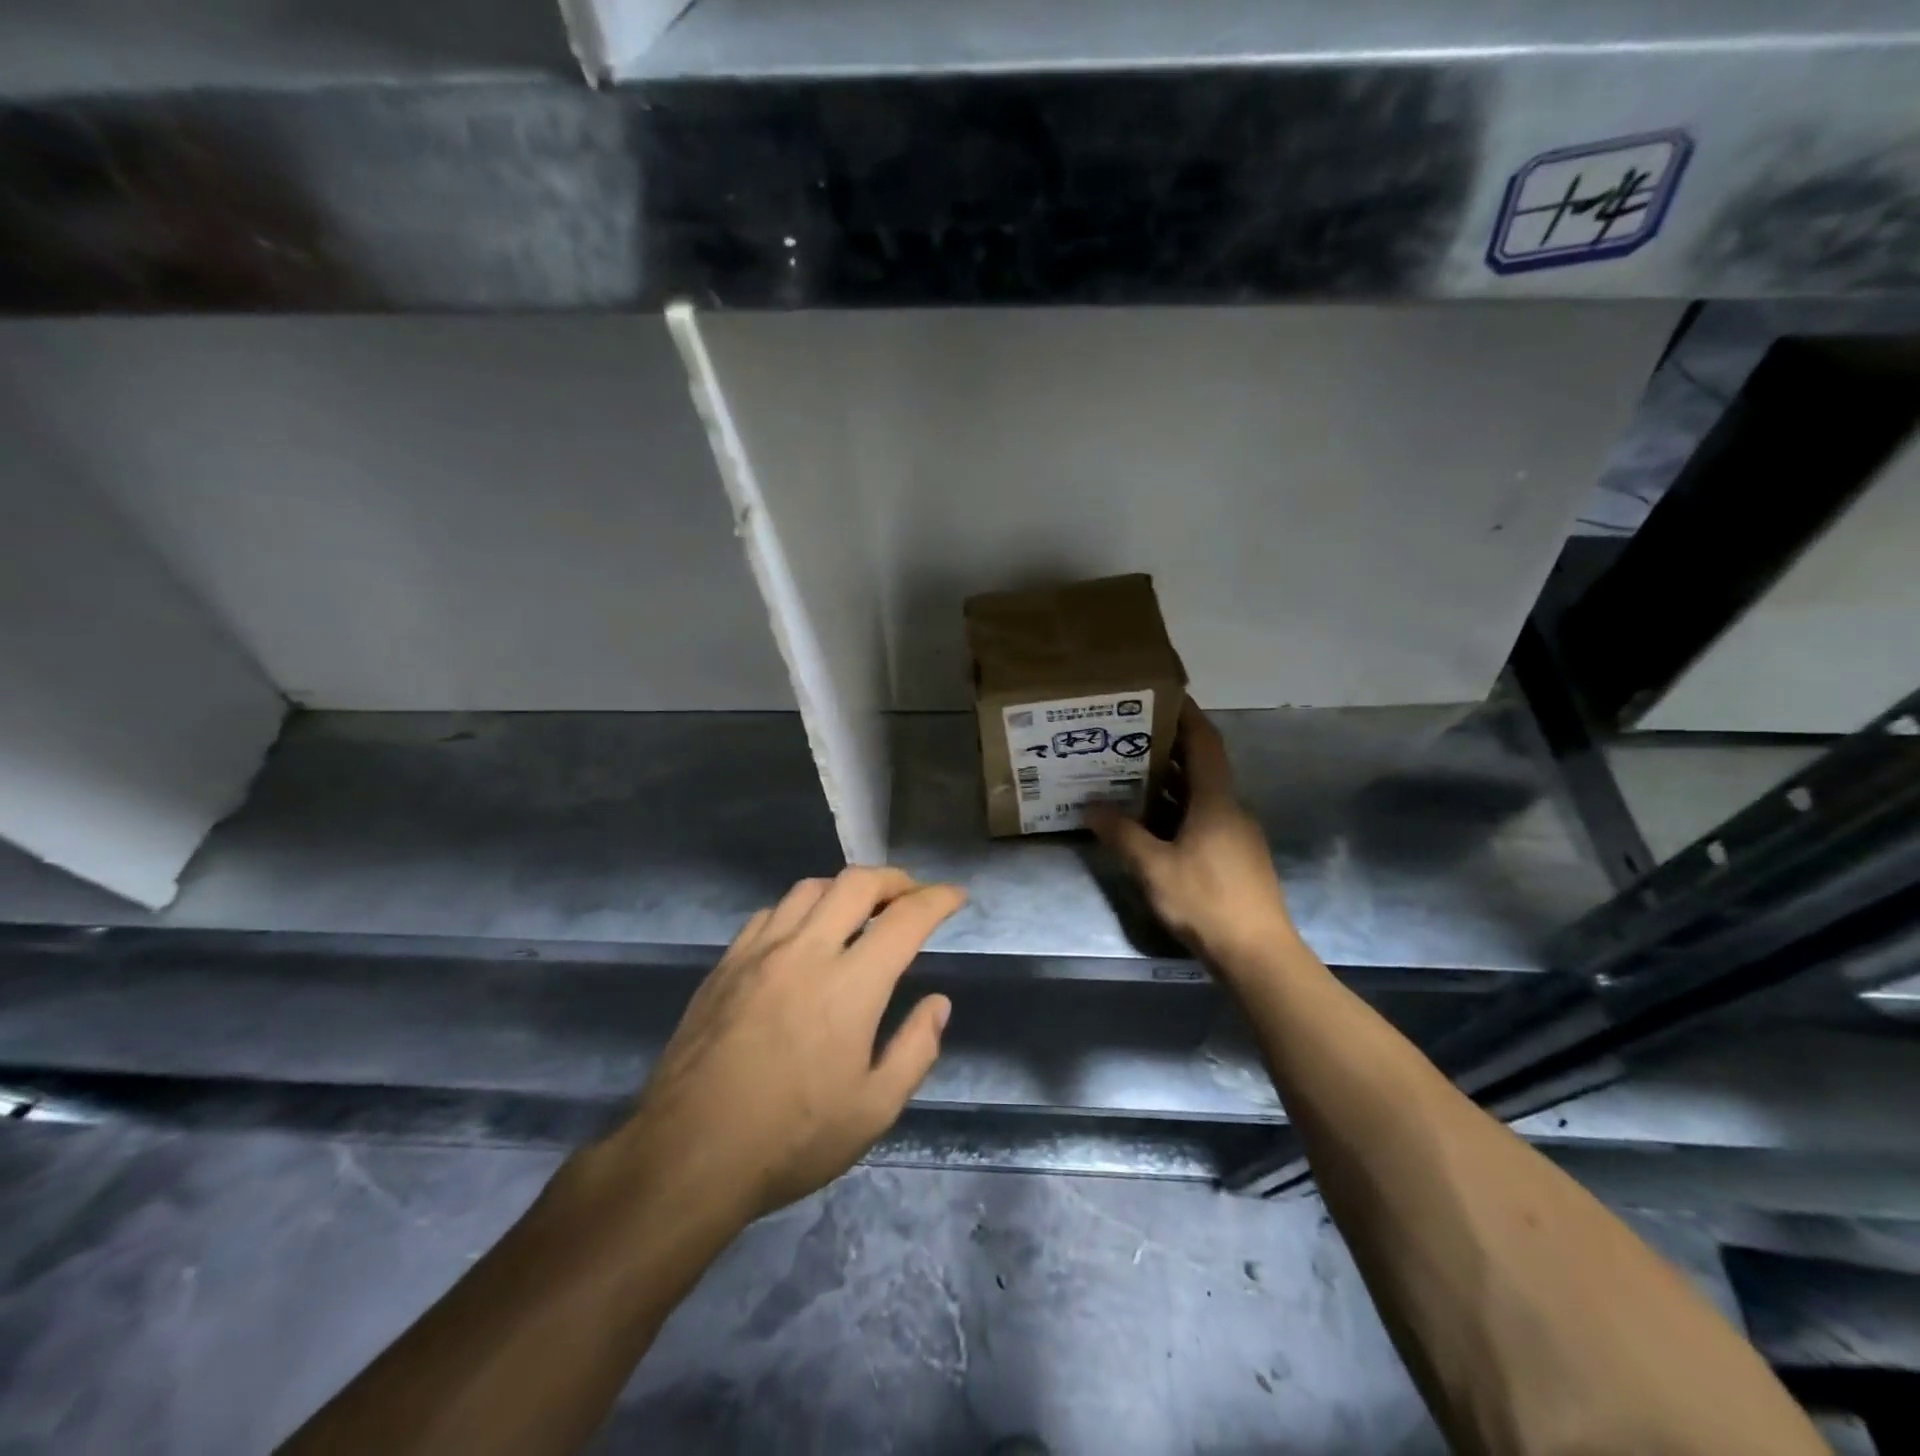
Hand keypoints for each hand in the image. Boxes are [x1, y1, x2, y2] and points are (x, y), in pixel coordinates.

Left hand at [603, 868, 964, 1225]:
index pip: (905, 919)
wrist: (687, 1155)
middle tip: (911, 895)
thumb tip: (938, 1003)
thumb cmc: (791, 1139)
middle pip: (856, 883)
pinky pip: (771, 913)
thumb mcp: (873, 1110)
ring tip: (860, 910)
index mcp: (851, 985)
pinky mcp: (725, 964)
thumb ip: (916, 1049)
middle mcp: (806, 951)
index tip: (955, 896)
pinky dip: (801, 909)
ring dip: (845, 889)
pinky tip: (803, 935)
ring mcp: (759, 952)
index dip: (938, 899)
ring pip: (810, 888)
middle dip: (894, 879)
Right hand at [1089, 699, 1295, 971]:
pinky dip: (1176, 812)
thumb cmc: (1206, 901)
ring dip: (1168, 784)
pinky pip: (1202, 820)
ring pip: (1200, 797)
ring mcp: (1236, 835)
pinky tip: (1149, 824)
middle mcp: (1230, 809)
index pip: (1204, 743)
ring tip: (1128, 775)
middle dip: (1167, 750)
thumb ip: (1122, 834)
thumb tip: (1091, 807)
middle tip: (1127, 738)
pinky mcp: (1235, 858)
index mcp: (1216, 801)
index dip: (1187, 716)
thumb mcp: (1153, 867)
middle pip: (1200, 768)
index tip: (1163, 696)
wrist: (1257, 954)